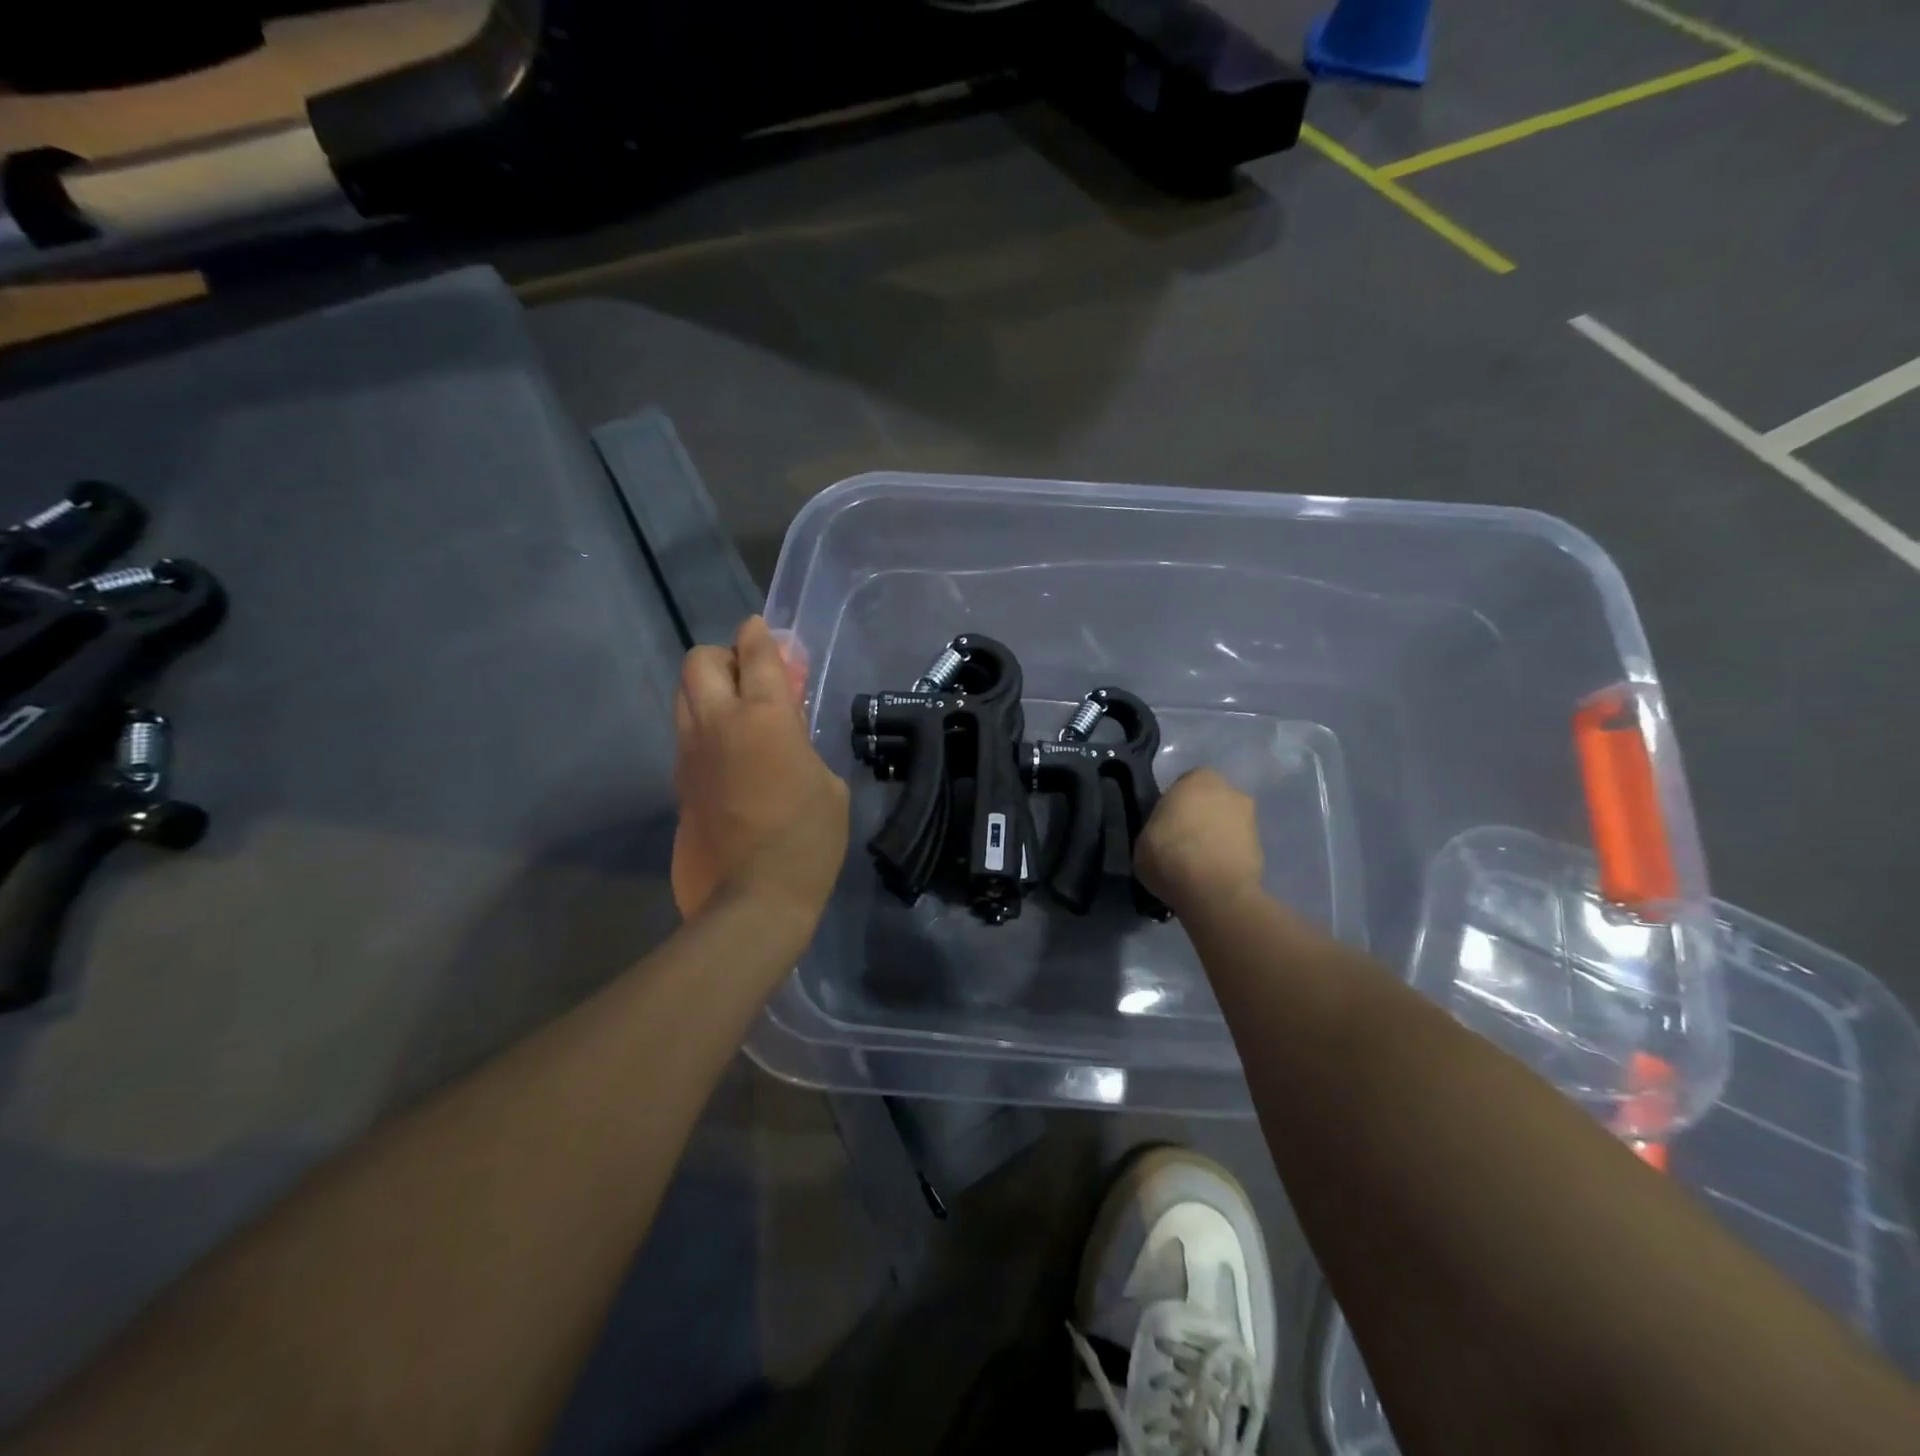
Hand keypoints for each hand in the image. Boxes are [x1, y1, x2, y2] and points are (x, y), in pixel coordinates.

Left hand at [672, 617, 848, 924]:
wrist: (753, 899)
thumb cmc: (808, 840)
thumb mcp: (828, 784)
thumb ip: (802, 745)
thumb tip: (785, 736)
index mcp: (765, 717)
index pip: (757, 654)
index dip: (760, 634)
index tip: (761, 628)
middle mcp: (719, 724)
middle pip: (700, 662)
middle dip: (724, 657)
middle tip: (750, 677)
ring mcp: (691, 754)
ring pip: (684, 697)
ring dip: (708, 691)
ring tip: (738, 714)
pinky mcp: (679, 784)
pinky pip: (687, 737)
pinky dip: (705, 729)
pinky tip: (730, 755)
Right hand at [1136, 768, 1263, 915]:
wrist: (1214, 891)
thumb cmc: (1169, 855)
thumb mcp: (1143, 840)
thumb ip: (1157, 829)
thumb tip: (1164, 836)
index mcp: (1198, 779)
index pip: (1184, 785)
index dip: (1174, 806)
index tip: (1165, 826)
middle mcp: (1230, 791)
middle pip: (1211, 802)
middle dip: (1200, 818)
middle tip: (1181, 843)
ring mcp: (1251, 820)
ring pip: (1227, 825)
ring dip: (1216, 839)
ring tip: (1197, 865)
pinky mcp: (1262, 850)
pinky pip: (1237, 849)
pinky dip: (1227, 859)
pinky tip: (1212, 877)